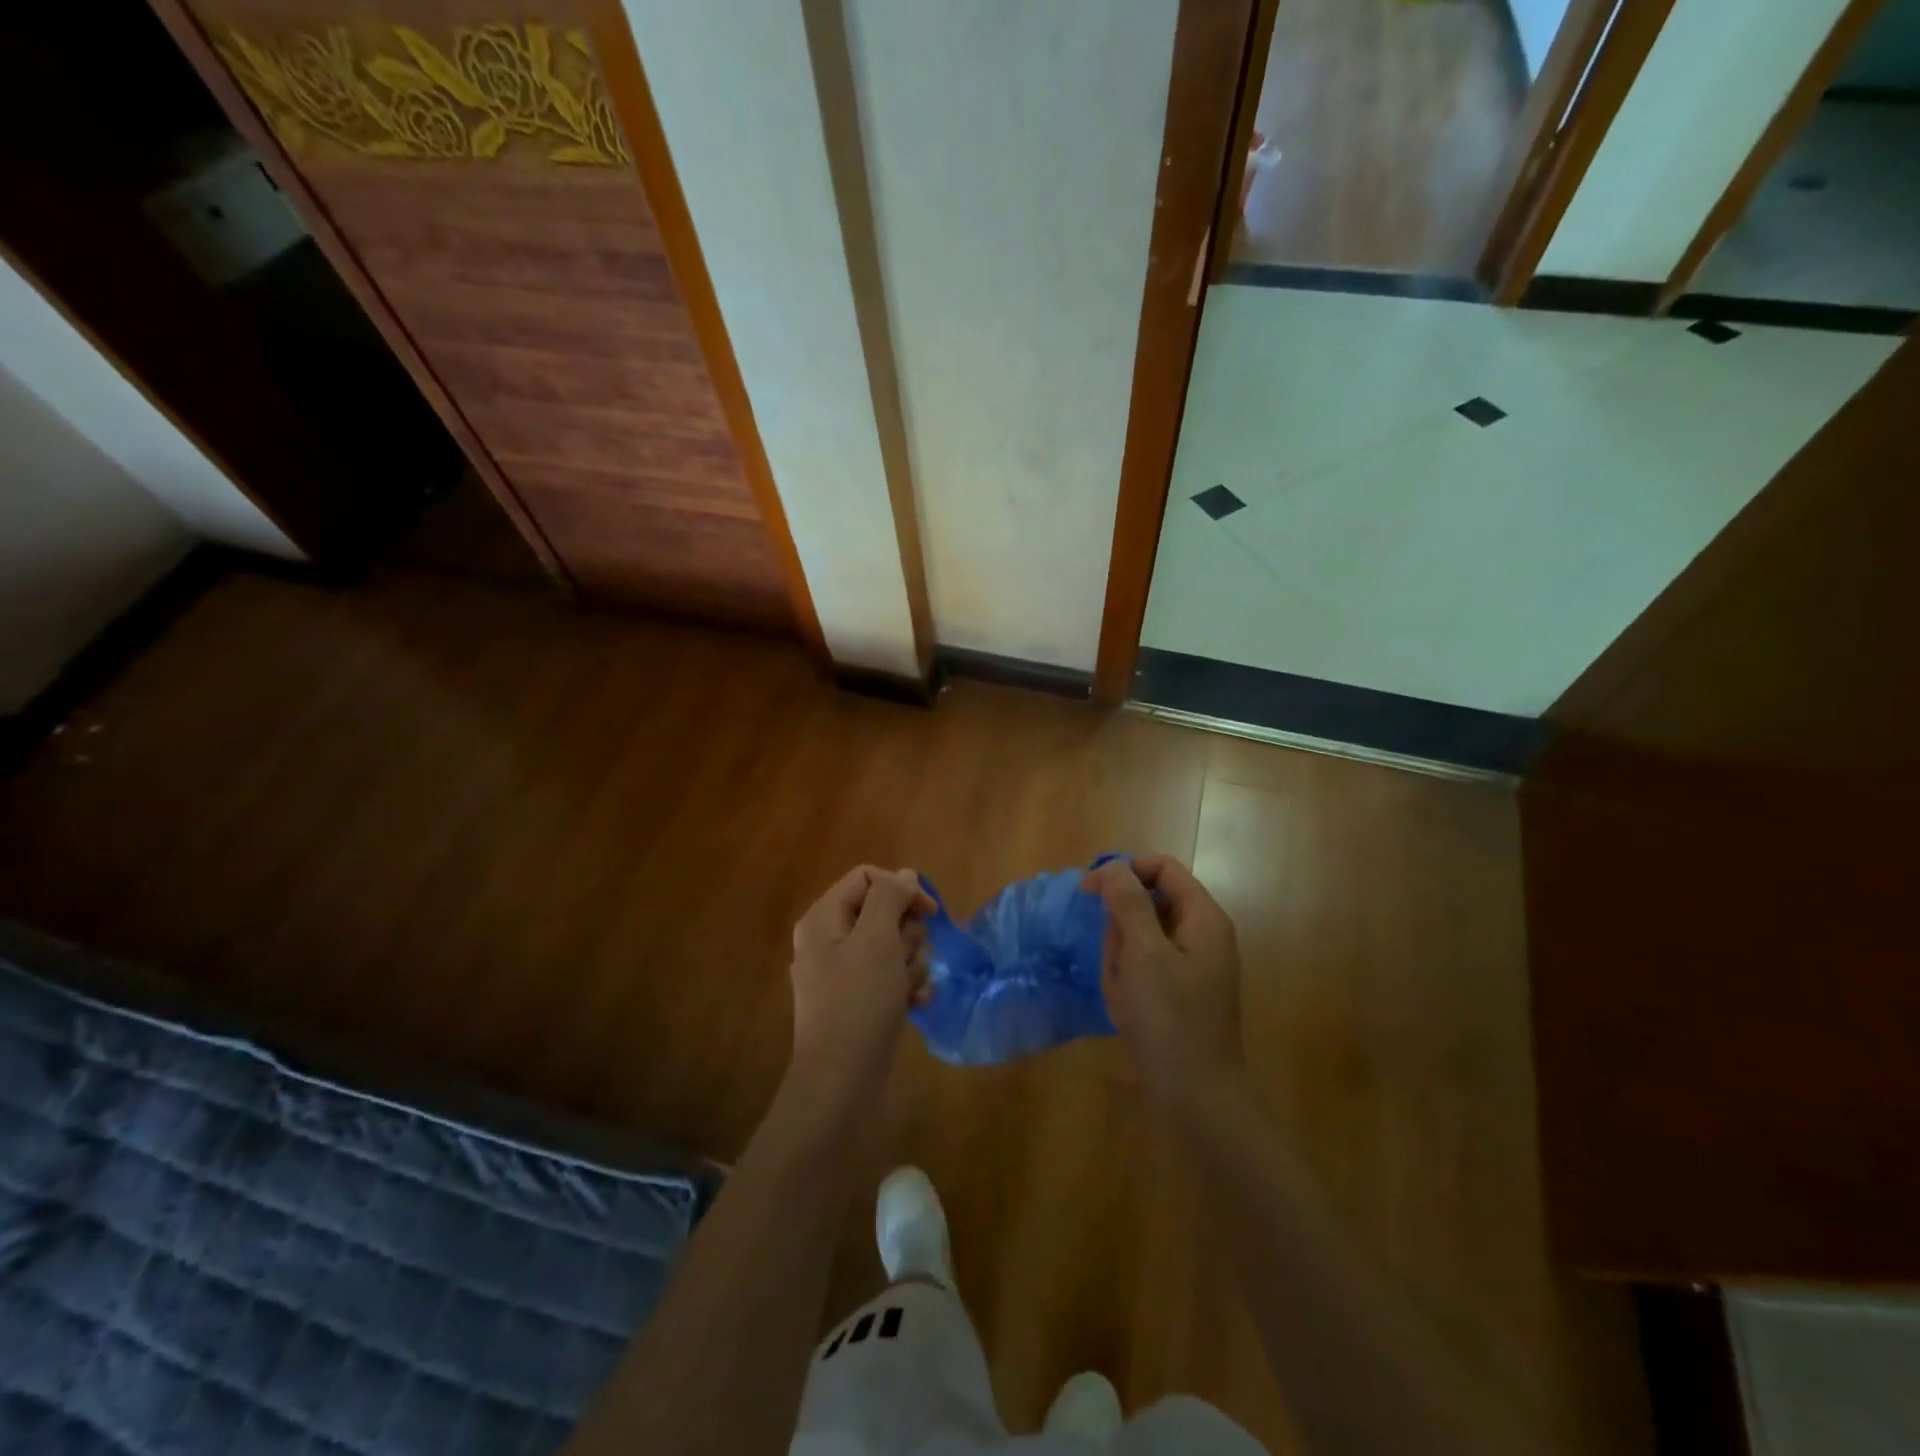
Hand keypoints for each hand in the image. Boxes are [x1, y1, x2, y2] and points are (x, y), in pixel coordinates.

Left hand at [787, 865, 934, 1112]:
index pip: (868, 878)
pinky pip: (890, 976)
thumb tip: (904, 875)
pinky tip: (914, 1004)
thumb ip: (890, 898)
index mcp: (823, 919)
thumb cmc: (859, 1004)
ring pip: (892, 945)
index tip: (930, 912)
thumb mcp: (876, 940)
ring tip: (908, 989)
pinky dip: (906, 986)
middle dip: (906, 934)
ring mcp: (843, 972)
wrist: (841, 1083)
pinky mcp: (858, 999)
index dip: (901, 889)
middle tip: (905, 959)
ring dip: (911, 963)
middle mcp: (829, 940)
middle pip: (883, 912)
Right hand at [1084, 855, 1242, 1098]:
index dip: (1125, 872)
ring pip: (1140, 938)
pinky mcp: (1178, 993)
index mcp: (1203, 918)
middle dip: (1121, 928)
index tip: (1089, 892)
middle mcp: (1202, 935)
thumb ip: (1129, 903)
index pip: (1162, 868)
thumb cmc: (1170, 1019)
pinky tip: (1126, 1009)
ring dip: (1120, 959)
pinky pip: (1143, 968)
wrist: (1196, 1098)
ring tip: (1123, 992)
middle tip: (1117, 962)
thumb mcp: (1144, 953)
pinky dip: (1127, 981)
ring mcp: (1191, 966)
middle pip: (1149, 903)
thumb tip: (1114, 867)